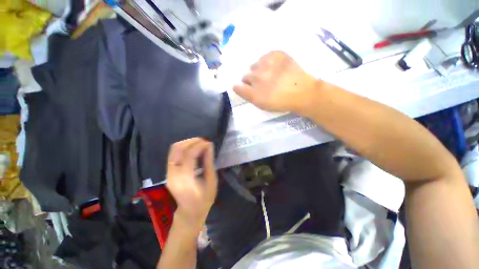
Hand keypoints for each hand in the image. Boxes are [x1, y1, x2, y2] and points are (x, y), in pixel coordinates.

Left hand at [166, 138, 217, 229]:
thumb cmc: (204, 199)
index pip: (189, 155)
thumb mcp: (211, 181)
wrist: (190, 212)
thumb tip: (209, 145)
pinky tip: (193, 148)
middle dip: (192, 141)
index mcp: (185, 180)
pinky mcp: (168, 171)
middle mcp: (173, 174)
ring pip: (174, 149)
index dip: (199, 145)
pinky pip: (174, 154)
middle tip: (204, 141)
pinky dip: (184, 147)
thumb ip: (209, 162)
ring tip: (199, 143)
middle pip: (178, 149)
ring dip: (187, 142)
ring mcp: (168, 173)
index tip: (209, 142)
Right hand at [233, 51, 318, 113]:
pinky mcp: (277, 54)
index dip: (240, 87)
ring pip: (254, 65)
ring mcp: (267, 64)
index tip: (246, 88)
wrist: (303, 92)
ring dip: (258, 70)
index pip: (238, 87)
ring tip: (268, 74)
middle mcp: (257, 77)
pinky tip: (274, 67)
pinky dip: (267, 61)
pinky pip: (265, 56)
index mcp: (254, 92)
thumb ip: (248, 96)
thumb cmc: (281, 102)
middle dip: (250, 80)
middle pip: (246, 75)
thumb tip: (236, 86)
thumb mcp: (262, 105)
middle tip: (261, 84)